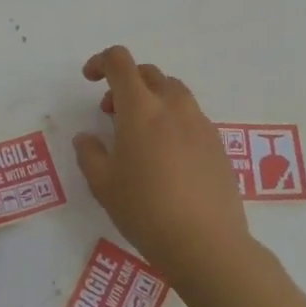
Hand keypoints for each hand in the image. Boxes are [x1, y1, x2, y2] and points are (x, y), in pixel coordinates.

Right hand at [72, 47, 250, 285]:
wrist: (207, 244)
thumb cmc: (146, 210)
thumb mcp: (103, 185)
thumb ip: (89, 153)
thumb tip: (87, 138)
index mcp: (140, 108)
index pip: (120, 62)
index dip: (101, 62)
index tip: (90, 79)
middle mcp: (173, 106)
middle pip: (148, 73)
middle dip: (126, 83)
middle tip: (111, 113)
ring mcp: (200, 124)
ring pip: (174, 92)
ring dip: (152, 99)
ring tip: (141, 135)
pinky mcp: (218, 144)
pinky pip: (192, 117)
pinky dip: (174, 121)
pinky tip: (168, 158)